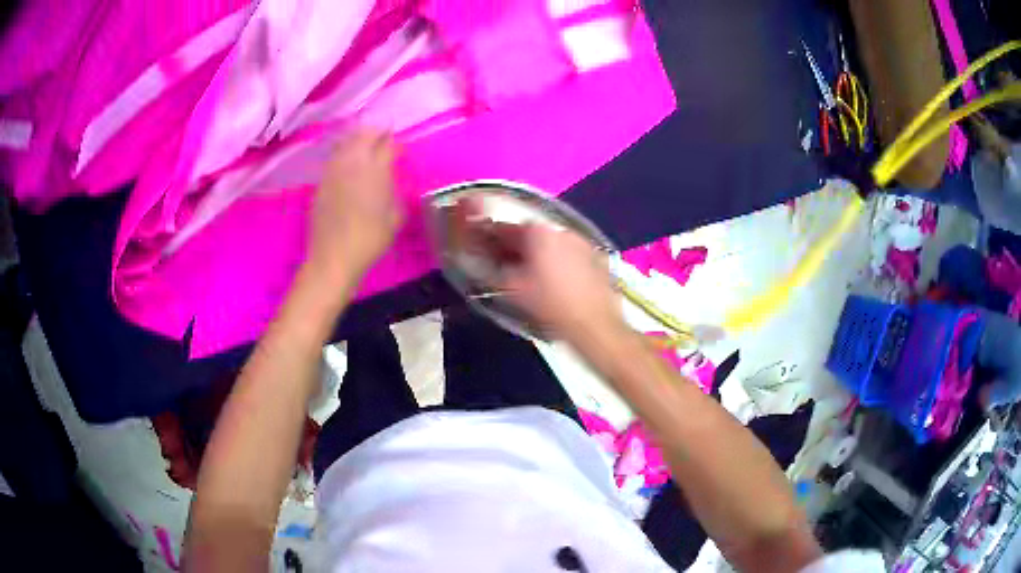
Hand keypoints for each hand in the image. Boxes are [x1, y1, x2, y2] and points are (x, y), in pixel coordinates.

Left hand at [306, 130, 401, 283]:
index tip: (400, 149)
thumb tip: (392, 179)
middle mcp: (353, 162)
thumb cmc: (370, 240)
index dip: (395, 144)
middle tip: (383, 138)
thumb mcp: (396, 217)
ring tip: (366, 146)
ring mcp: (334, 170)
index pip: (387, 144)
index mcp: (376, 170)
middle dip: (376, 132)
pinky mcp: (321, 181)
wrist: (333, 257)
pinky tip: (349, 164)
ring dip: (358, 139)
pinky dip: (344, 153)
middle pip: (364, 134)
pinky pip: (335, 157)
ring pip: (346, 141)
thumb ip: (396, 192)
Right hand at [497, 222, 623, 341]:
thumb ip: (495, 270)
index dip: (492, 239)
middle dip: (517, 247)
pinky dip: (558, 262)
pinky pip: (569, 255)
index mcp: (539, 232)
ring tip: (532, 275)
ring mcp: (582, 243)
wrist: (595, 324)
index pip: (506, 228)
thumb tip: (488, 262)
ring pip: (552, 244)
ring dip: (539, 254)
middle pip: (531, 234)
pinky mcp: (596, 258)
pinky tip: (555, 282)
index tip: (484, 249)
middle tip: (506, 264)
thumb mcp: (512, 289)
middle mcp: (561, 230)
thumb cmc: (550, 304)